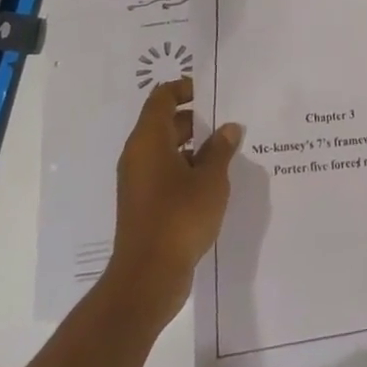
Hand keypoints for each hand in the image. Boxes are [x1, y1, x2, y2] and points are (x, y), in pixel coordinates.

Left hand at [104, 77, 239, 318]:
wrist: (148, 278)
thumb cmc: (179, 217)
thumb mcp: (210, 179)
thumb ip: (221, 149)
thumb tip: (228, 128)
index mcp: (148, 140)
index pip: (162, 98)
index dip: (184, 88)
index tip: (211, 92)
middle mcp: (138, 156)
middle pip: (164, 123)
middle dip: (196, 120)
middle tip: (227, 122)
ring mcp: (138, 182)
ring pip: (166, 150)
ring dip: (194, 147)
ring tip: (227, 151)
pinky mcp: (144, 205)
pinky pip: (165, 173)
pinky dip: (186, 169)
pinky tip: (214, 182)